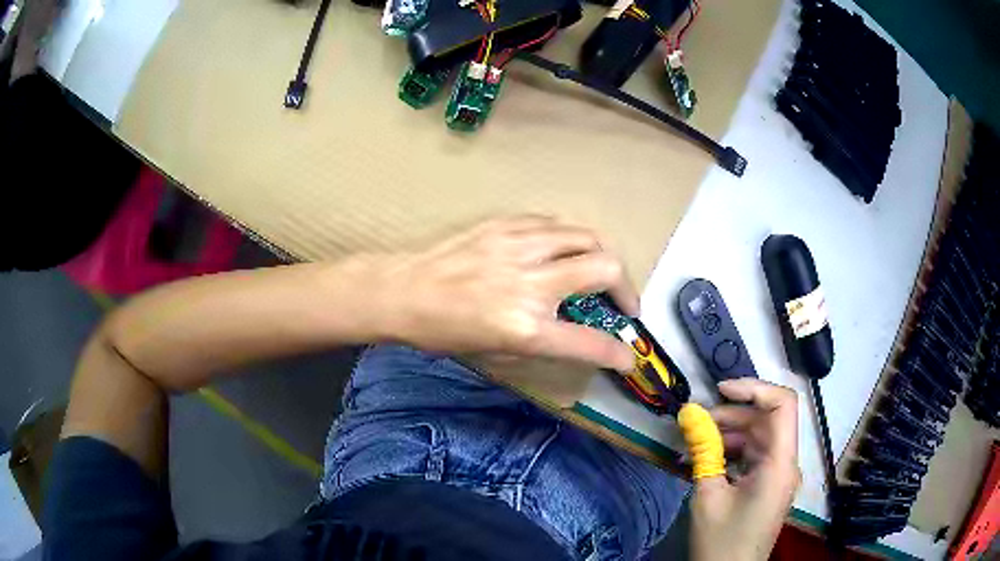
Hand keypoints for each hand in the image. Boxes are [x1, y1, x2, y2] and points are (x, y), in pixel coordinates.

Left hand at [373, 216, 638, 370]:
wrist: (403, 291)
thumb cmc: (443, 332)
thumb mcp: (495, 353)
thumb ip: (543, 344)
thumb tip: (576, 336)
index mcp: (524, 328)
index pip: (589, 342)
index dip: (617, 353)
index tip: (628, 357)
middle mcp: (530, 283)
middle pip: (606, 268)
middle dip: (626, 289)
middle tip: (622, 304)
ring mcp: (519, 246)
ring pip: (585, 236)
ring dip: (602, 257)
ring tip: (598, 272)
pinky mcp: (506, 224)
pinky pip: (554, 224)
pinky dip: (569, 240)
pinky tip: (563, 252)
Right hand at [689, 379, 800, 560]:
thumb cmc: (721, 540)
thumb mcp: (708, 495)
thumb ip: (703, 451)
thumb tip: (689, 414)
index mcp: (780, 463)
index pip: (782, 405)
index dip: (754, 388)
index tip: (720, 391)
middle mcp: (786, 463)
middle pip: (765, 421)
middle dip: (730, 416)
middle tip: (694, 424)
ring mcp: (778, 475)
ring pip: (757, 437)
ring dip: (727, 435)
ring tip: (693, 445)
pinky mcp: (768, 485)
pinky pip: (753, 456)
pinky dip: (730, 453)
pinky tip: (705, 461)